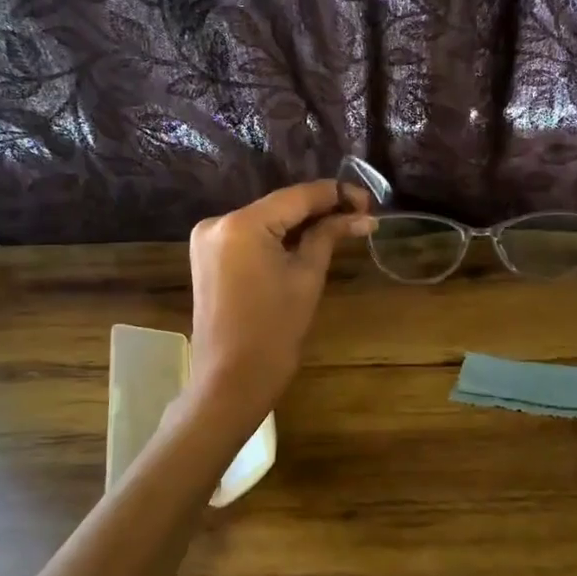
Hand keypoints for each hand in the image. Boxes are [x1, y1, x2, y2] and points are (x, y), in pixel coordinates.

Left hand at [186, 180, 371, 417]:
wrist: (232, 380)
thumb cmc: (274, 330)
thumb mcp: (307, 277)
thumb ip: (329, 236)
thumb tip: (363, 216)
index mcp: (242, 223)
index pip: (297, 196)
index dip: (336, 195)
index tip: (368, 202)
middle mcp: (218, 221)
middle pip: (280, 205)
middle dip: (320, 209)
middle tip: (360, 216)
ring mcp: (208, 239)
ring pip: (266, 219)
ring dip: (301, 223)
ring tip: (342, 227)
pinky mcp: (208, 257)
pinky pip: (250, 236)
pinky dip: (278, 237)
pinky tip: (308, 240)